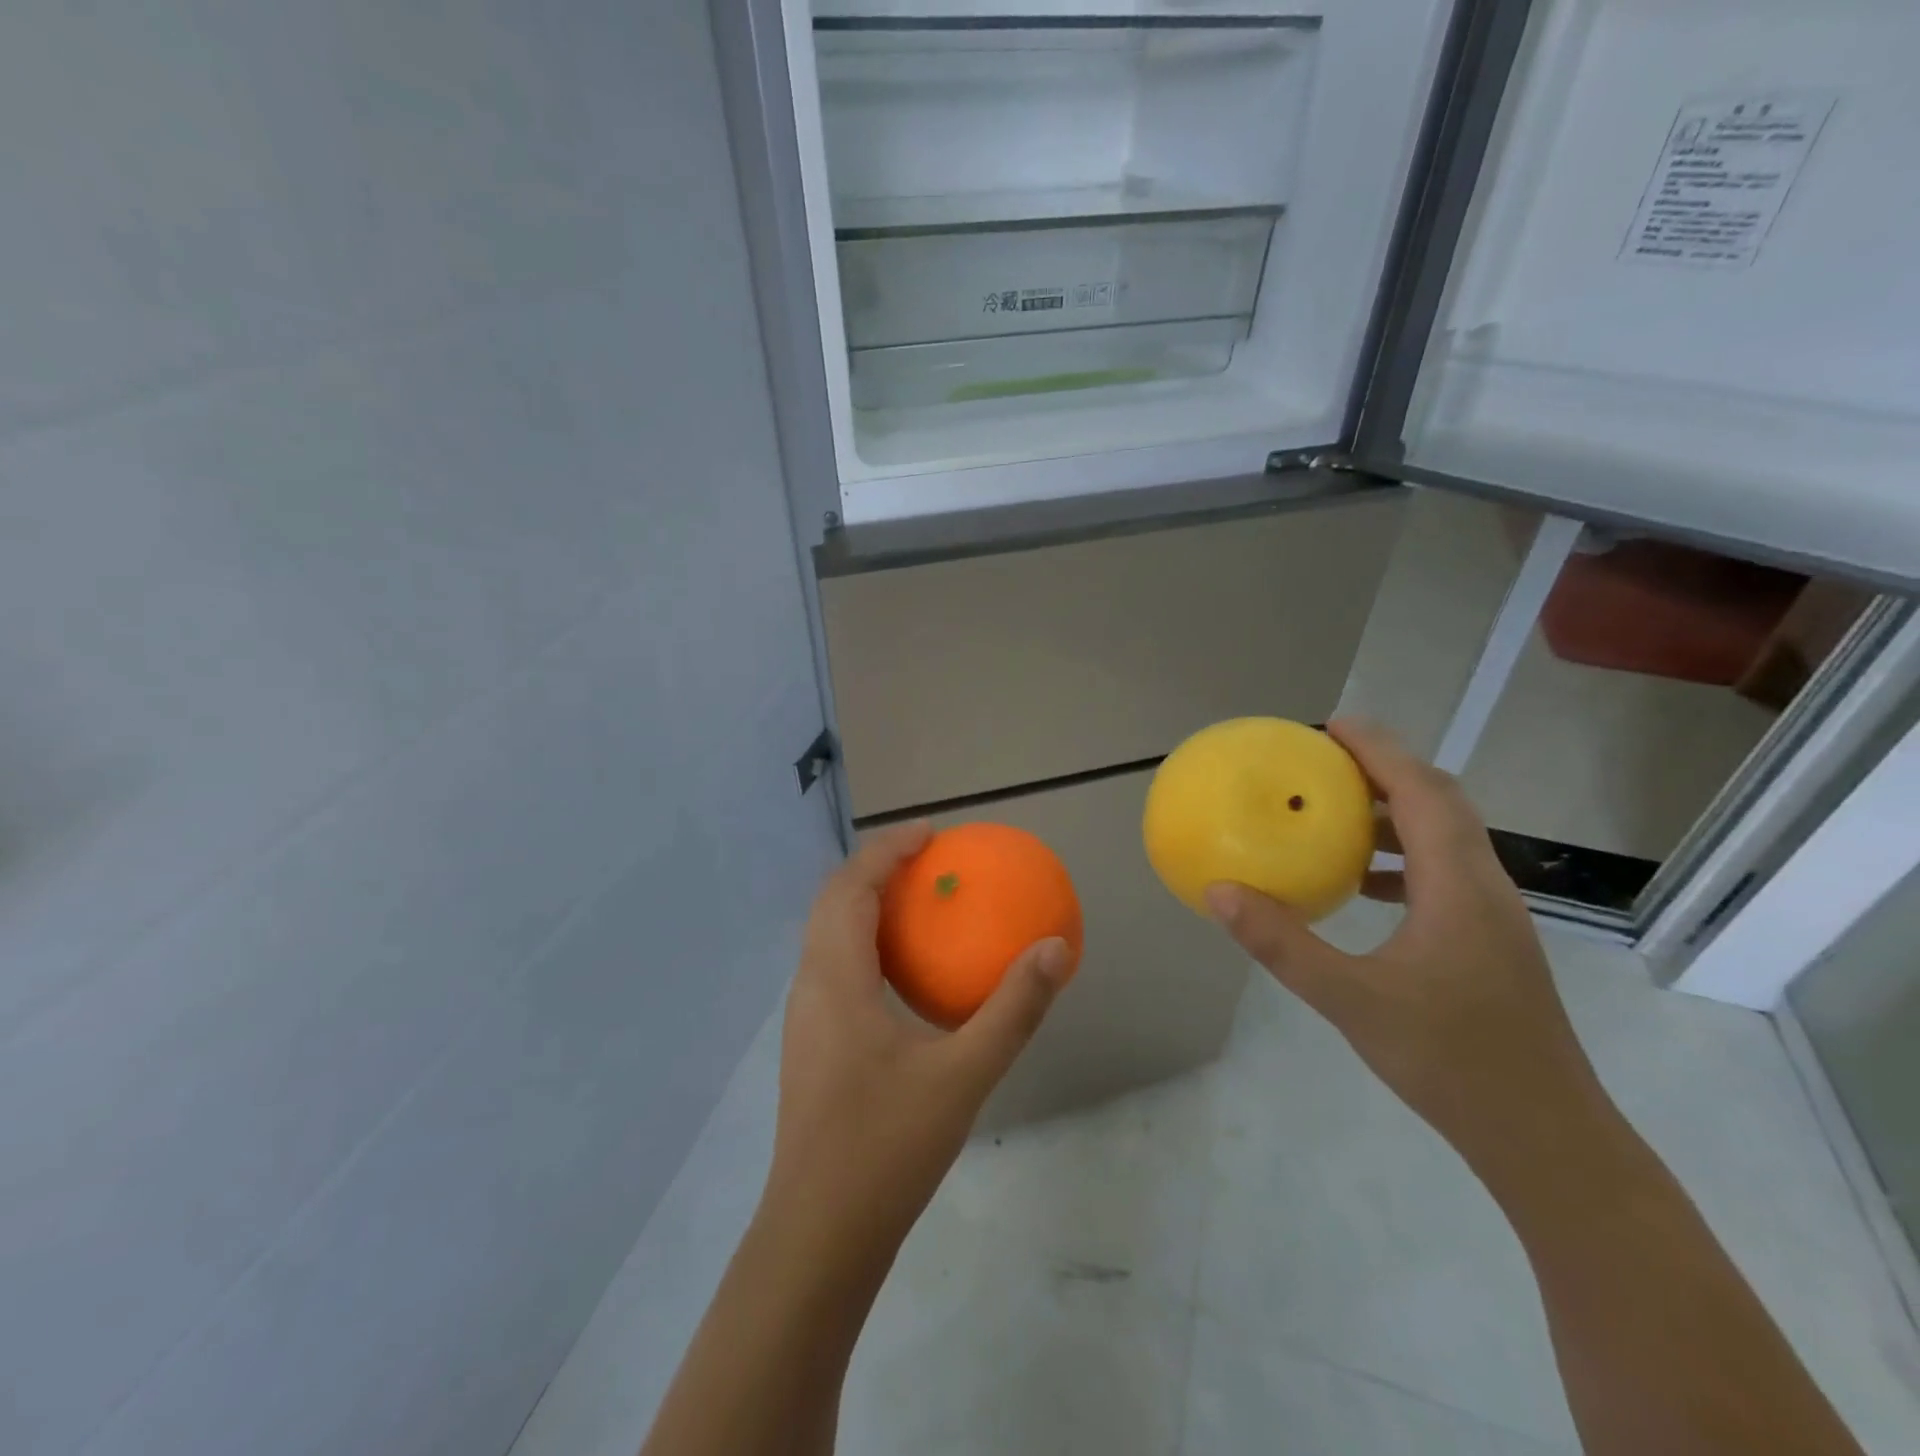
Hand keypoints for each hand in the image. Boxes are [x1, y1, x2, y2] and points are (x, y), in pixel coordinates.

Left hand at [766, 820, 1071, 1256]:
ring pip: (828, 936)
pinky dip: (866, 944)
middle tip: (929, 862)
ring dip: (866, 905)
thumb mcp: (963, 1074)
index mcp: (834, 977)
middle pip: (833, 902)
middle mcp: (809, 986)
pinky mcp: (811, 1045)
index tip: (931, 835)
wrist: (818, 1235)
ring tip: (919, 905)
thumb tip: (1055, 949)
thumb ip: (1013, 1009)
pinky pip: (835, 968)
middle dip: (876, 869)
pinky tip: (905, 976)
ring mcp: (804, 1018)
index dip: (887, 850)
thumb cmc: (886, 1146)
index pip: (851, 886)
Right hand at [1205, 718, 1606, 1163]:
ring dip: (1395, 812)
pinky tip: (1363, 885)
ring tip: (1336, 812)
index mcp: (1459, 887)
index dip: (1379, 750)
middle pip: (1441, 802)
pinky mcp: (1488, 941)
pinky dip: (1402, 857)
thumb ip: (1282, 944)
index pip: (1423, 792)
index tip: (1332, 725)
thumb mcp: (1351, 1000)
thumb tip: (1218, 892)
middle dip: (1386, 769)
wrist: (1547, 1138)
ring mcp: (1492, 915)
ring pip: (1447, 837)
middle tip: (1326, 760)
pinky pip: (1443, 873)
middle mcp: (1484, 887)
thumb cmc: (1452, 1062)